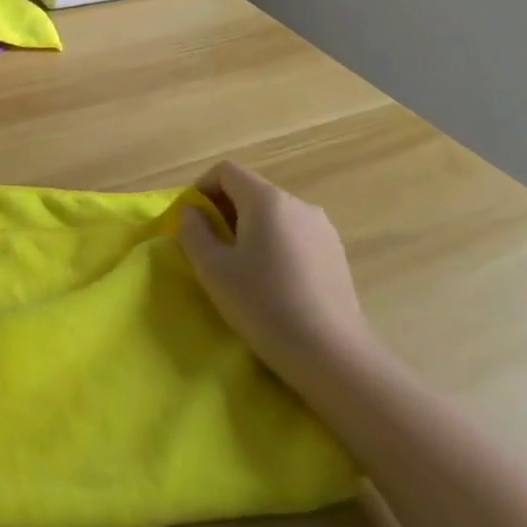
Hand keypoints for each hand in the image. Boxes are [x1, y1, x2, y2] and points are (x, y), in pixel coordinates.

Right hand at [178, 161, 375, 394]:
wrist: (332, 354)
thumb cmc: (264, 304)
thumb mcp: (213, 269)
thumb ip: (193, 232)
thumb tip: (192, 213)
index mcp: (266, 199)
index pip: (226, 171)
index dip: (201, 188)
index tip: (191, 220)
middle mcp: (297, 203)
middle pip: (250, 190)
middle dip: (224, 210)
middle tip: (209, 246)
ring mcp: (322, 228)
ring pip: (273, 214)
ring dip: (249, 228)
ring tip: (240, 267)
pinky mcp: (335, 253)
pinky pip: (294, 234)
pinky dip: (274, 244)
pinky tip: (272, 281)